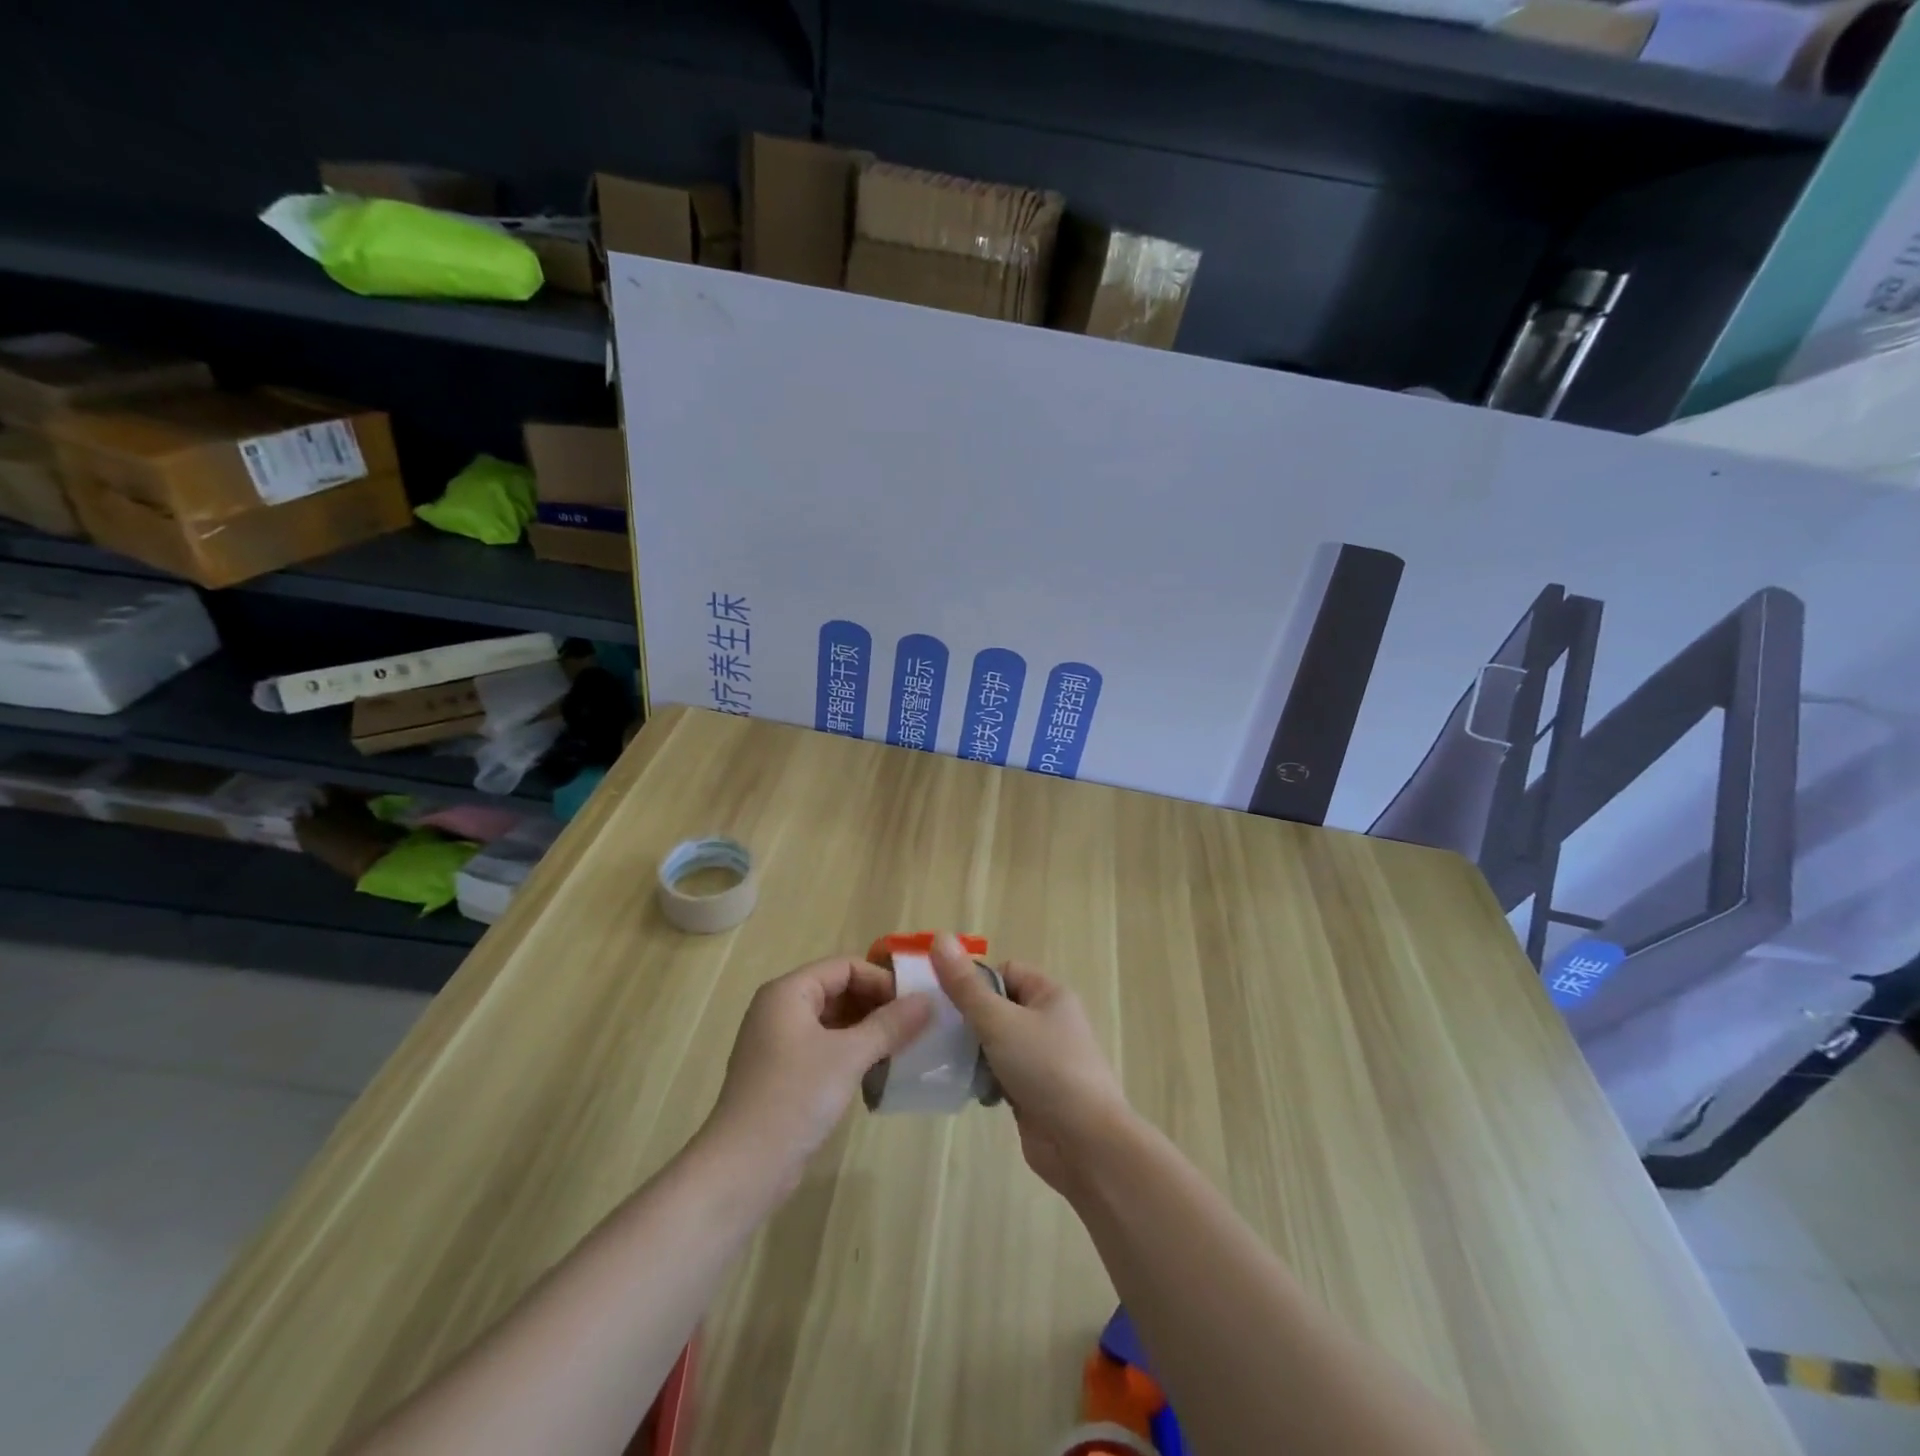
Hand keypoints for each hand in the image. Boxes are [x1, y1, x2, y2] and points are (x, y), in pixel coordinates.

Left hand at [702, 958, 931, 1194]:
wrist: (743, 1168)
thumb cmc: (795, 1097)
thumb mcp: (849, 1056)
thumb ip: (890, 1024)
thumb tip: (929, 1000)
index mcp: (789, 992)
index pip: (845, 967)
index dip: (881, 980)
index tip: (914, 1005)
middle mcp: (780, 1009)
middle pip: (839, 991)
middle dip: (877, 1006)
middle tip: (914, 1027)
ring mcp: (779, 1043)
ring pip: (834, 1022)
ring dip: (868, 1031)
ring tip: (902, 1049)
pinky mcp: (783, 1074)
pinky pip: (825, 1048)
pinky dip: (852, 1053)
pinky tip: (877, 1072)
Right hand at [927, 934, 1130, 1192]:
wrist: (1085, 1144)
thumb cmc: (1046, 1069)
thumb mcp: (999, 1021)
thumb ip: (965, 986)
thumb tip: (939, 938)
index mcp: (1049, 994)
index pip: (1004, 971)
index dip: (974, 980)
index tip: (943, 998)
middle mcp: (1048, 1021)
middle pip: (997, 1006)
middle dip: (968, 1018)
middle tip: (934, 1030)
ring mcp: (1042, 1059)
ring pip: (996, 1042)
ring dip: (972, 1051)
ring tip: (943, 1059)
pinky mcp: (1034, 1092)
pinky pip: (1000, 1073)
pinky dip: (984, 1079)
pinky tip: (966, 1088)